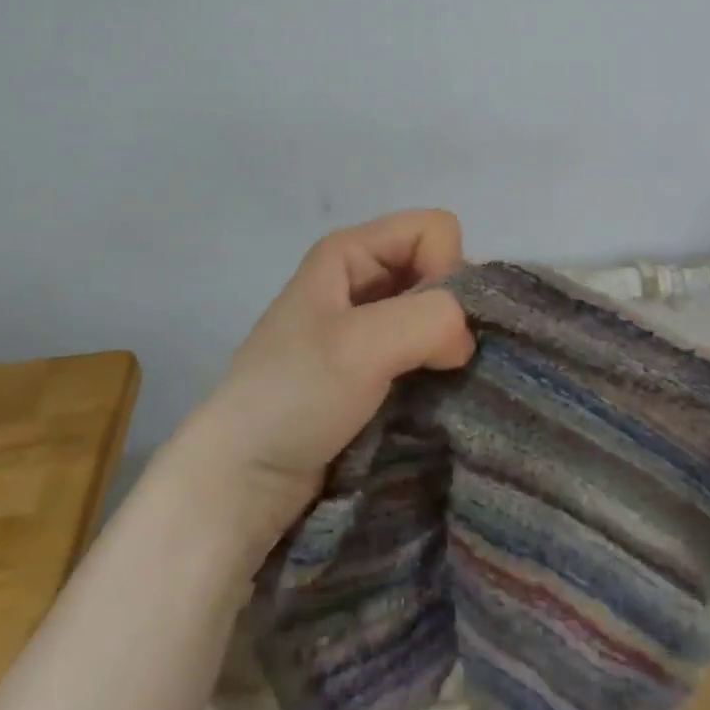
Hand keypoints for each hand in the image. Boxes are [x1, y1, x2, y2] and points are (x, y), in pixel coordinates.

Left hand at [169, 210, 475, 558]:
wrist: (242, 479)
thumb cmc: (293, 396)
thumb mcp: (362, 344)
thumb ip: (432, 319)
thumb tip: (467, 340)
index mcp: (350, 252)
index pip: (436, 230)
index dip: (444, 269)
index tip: (428, 325)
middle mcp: (362, 278)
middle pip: (440, 268)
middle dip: (449, 311)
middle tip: (432, 360)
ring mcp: (369, 325)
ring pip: (437, 313)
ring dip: (445, 346)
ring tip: (430, 382)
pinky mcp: (376, 367)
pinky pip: (427, 349)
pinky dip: (436, 369)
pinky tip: (427, 395)